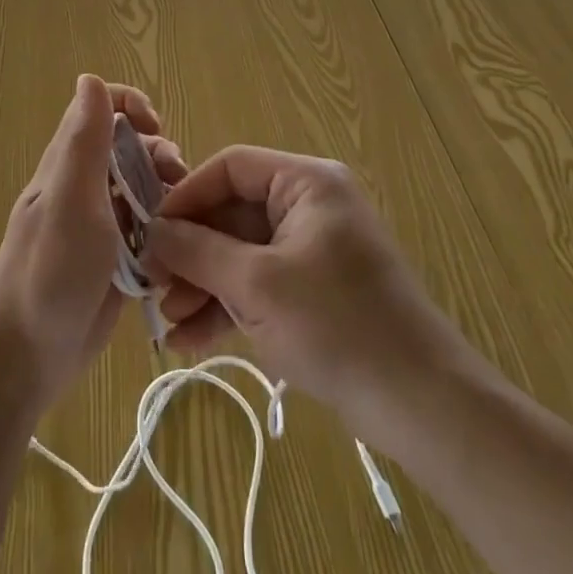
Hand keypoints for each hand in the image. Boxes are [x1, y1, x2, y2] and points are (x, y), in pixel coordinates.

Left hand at [0, 75, 179, 411]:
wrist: (26, 356)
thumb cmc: (48, 271)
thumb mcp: (71, 200)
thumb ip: (84, 141)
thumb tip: (91, 78)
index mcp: (70, 163)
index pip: (102, 108)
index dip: (132, 107)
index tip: (157, 131)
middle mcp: (84, 186)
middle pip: (130, 148)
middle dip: (160, 156)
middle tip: (177, 186)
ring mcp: (98, 224)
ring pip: (141, 190)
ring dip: (167, 196)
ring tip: (182, 223)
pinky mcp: (112, 260)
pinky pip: (145, 231)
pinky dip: (164, 233)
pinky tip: (177, 253)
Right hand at [143, 146, 457, 426]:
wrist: (422, 405)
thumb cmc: (337, 326)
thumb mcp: (256, 285)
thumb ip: (198, 251)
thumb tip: (152, 231)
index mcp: (306, 183)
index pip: (231, 168)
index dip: (186, 196)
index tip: (150, 233)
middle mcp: (309, 205)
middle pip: (232, 214)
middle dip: (191, 253)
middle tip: (151, 286)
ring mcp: (312, 249)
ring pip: (241, 253)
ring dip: (203, 285)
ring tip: (166, 323)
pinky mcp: (314, 290)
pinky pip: (260, 284)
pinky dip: (228, 307)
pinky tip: (189, 341)